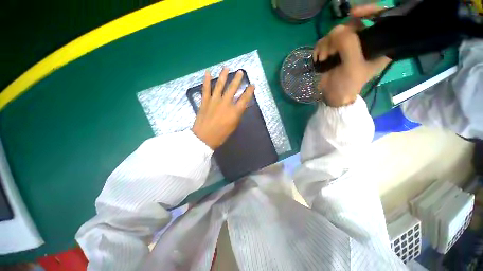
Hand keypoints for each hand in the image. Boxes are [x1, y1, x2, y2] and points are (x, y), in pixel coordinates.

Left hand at [192, 68, 254, 149]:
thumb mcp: (233, 126)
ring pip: (220, 85)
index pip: (244, 98)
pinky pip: (206, 89)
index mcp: (234, 111)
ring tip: (227, 68)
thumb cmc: (221, 135)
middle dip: (238, 79)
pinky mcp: (205, 101)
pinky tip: (208, 72)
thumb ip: (238, 115)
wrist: (204, 138)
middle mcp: (225, 103)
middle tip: (241, 72)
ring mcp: (214, 101)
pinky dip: (207, 80)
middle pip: (233, 88)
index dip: (249, 91)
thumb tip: (242, 106)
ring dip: (224, 76)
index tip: (252, 85)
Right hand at [313, 4, 390, 106]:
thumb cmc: (347, 84)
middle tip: (330, 52)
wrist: (333, 95)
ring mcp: (348, 45)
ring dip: (326, 45)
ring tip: (323, 59)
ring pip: (336, 32)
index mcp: (378, 44)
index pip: (380, 18)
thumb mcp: (352, 66)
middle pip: (352, 24)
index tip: (353, 13)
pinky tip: (318, 58)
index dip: (369, 10)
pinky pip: (326, 40)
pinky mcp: (335, 50)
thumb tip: (337, 31)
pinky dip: (319, 48)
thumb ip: (348, 45)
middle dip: (337, 37)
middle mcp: (364, 41)